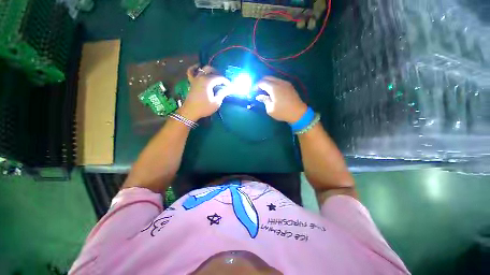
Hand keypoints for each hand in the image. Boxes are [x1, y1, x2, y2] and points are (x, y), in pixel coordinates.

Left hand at [178, 65, 230, 120]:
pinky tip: (198, 67)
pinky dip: (195, 68)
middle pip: (211, 70)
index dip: (226, 81)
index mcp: (208, 81)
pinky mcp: (191, 82)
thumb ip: (223, 93)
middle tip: (223, 82)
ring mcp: (195, 78)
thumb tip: (230, 88)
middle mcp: (201, 77)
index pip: (219, 78)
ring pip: (203, 69)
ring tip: (215, 75)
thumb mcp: (216, 102)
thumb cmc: (204, 108)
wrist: (190, 111)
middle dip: (219, 74)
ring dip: (210, 71)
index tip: (230, 86)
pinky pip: (191, 72)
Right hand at [255, 76, 306, 123]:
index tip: (253, 91)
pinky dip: (273, 84)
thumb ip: (264, 100)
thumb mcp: (270, 109)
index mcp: (274, 88)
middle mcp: (280, 82)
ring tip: (264, 90)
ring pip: (274, 78)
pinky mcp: (290, 86)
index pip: (262, 82)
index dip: (256, 86)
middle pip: (268, 77)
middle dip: (261, 82)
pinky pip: (279, 81)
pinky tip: (272, 91)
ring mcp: (286, 83)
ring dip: (268, 83)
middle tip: (258, 90)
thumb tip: (259, 96)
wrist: (298, 113)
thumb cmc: (283, 112)